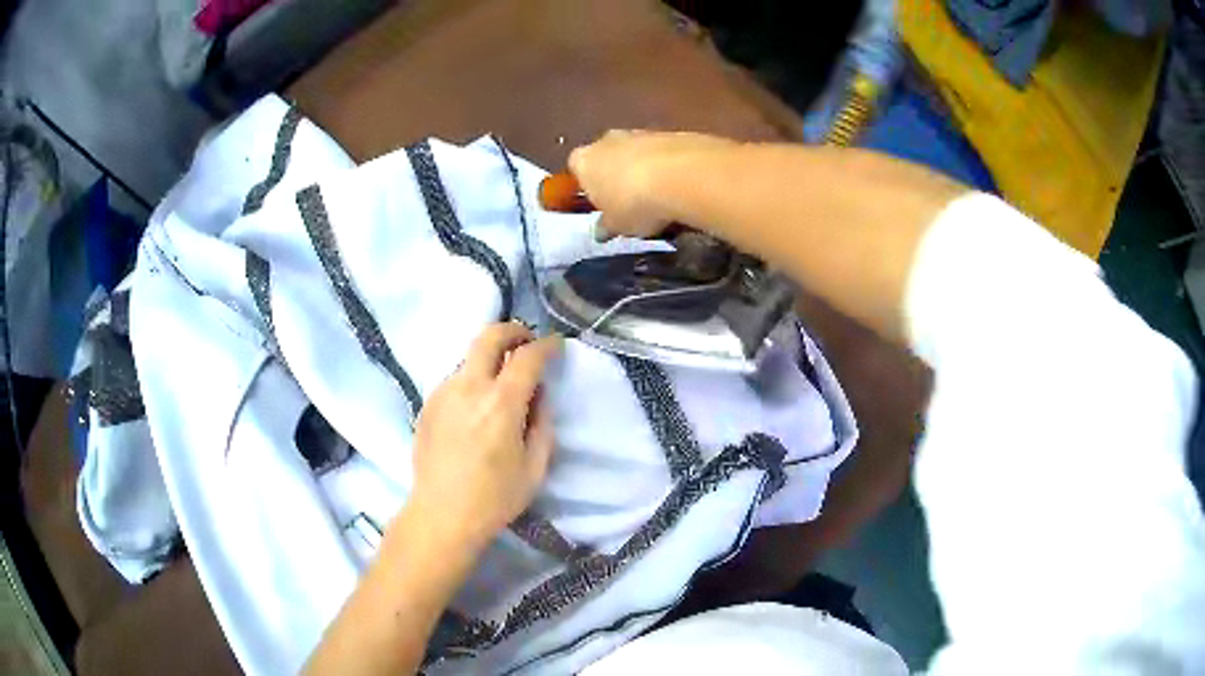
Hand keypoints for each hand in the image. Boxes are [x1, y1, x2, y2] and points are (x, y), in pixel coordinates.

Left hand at [407, 322, 561, 550]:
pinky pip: (455, 379)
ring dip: (490, 359)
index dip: (547, 345)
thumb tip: (538, 394)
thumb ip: (542, 422)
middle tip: (527, 342)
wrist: (441, 514)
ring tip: (501, 383)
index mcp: (500, 403)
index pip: (528, 356)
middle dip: (513, 330)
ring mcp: (443, 392)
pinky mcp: (427, 404)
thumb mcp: (535, 465)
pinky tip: (476, 408)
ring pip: (469, 357)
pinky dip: (472, 380)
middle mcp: (468, 387)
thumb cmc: (495, 497)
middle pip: (489, 335)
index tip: (556, 345)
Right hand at [568, 130, 740, 239]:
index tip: (601, 204)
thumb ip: (606, 226)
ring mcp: (639, 132)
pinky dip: (667, 166)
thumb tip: (601, 231)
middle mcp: (606, 140)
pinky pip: (662, 153)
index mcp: (583, 160)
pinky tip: (679, 187)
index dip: (588, 187)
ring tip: (659, 198)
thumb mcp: (616, 226)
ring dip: (643, 170)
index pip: (576, 169)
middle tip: (629, 202)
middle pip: (607, 156)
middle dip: (616, 175)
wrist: (682, 176)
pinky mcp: (669, 133)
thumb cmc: (634, 203)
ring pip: (636, 152)